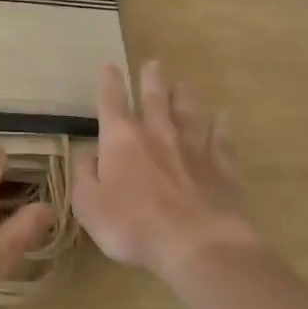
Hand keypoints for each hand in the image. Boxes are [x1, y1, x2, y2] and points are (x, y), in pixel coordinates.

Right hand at [74, 61, 257, 279]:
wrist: (195, 244)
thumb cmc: (132, 226)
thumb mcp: (89, 205)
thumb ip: (85, 175)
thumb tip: (89, 154)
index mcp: (122, 139)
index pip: (112, 102)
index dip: (110, 83)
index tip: (110, 66)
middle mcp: (158, 133)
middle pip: (155, 98)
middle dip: (151, 79)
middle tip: (153, 64)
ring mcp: (194, 148)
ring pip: (190, 112)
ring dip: (185, 96)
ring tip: (184, 83)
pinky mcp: (222, 167)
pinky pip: (222, 139)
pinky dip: (221, 126)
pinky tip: (223, 117)